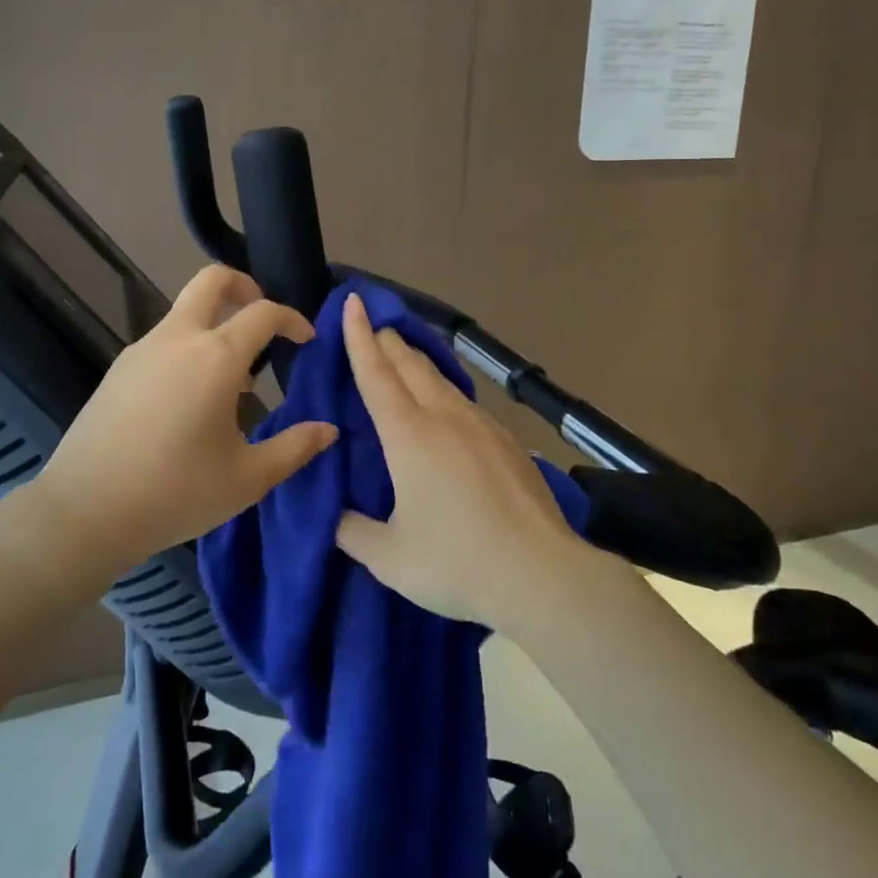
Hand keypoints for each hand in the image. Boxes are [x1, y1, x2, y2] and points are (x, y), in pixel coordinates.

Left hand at [34, 265, 338, 580]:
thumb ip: (295, 448)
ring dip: (215, 324)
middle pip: (211, 281)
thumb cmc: (176, 493)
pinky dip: (188, 348)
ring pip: (184, 312)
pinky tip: (191, 399)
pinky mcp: (119, 369)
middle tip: (263, 319)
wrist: (85, 511)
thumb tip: (329, 430)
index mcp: (216, 357)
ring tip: (233, 380)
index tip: (306, 340)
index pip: (264, 313)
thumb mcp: (247, 478)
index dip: (292, 319)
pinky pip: (164, 341)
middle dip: (244, 286)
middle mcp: (178, 339)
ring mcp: (142, 350)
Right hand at [333, 291, 578, 630]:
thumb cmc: (457, 562)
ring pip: (441, 379)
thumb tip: (335, 518)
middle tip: (373, 326)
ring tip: (403, 356)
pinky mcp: (507, 441)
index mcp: (409, 435)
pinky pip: (465, 401)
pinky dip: (443, 389)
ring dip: (416, 362)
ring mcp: (481, 426)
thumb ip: (353, 533)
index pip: (376, 373)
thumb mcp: (390, 558)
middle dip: (387, 340)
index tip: (353, 302)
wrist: (543, 575)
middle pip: (410, 364)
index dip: (359, 336)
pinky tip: (446, 407)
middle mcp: (444, 418)